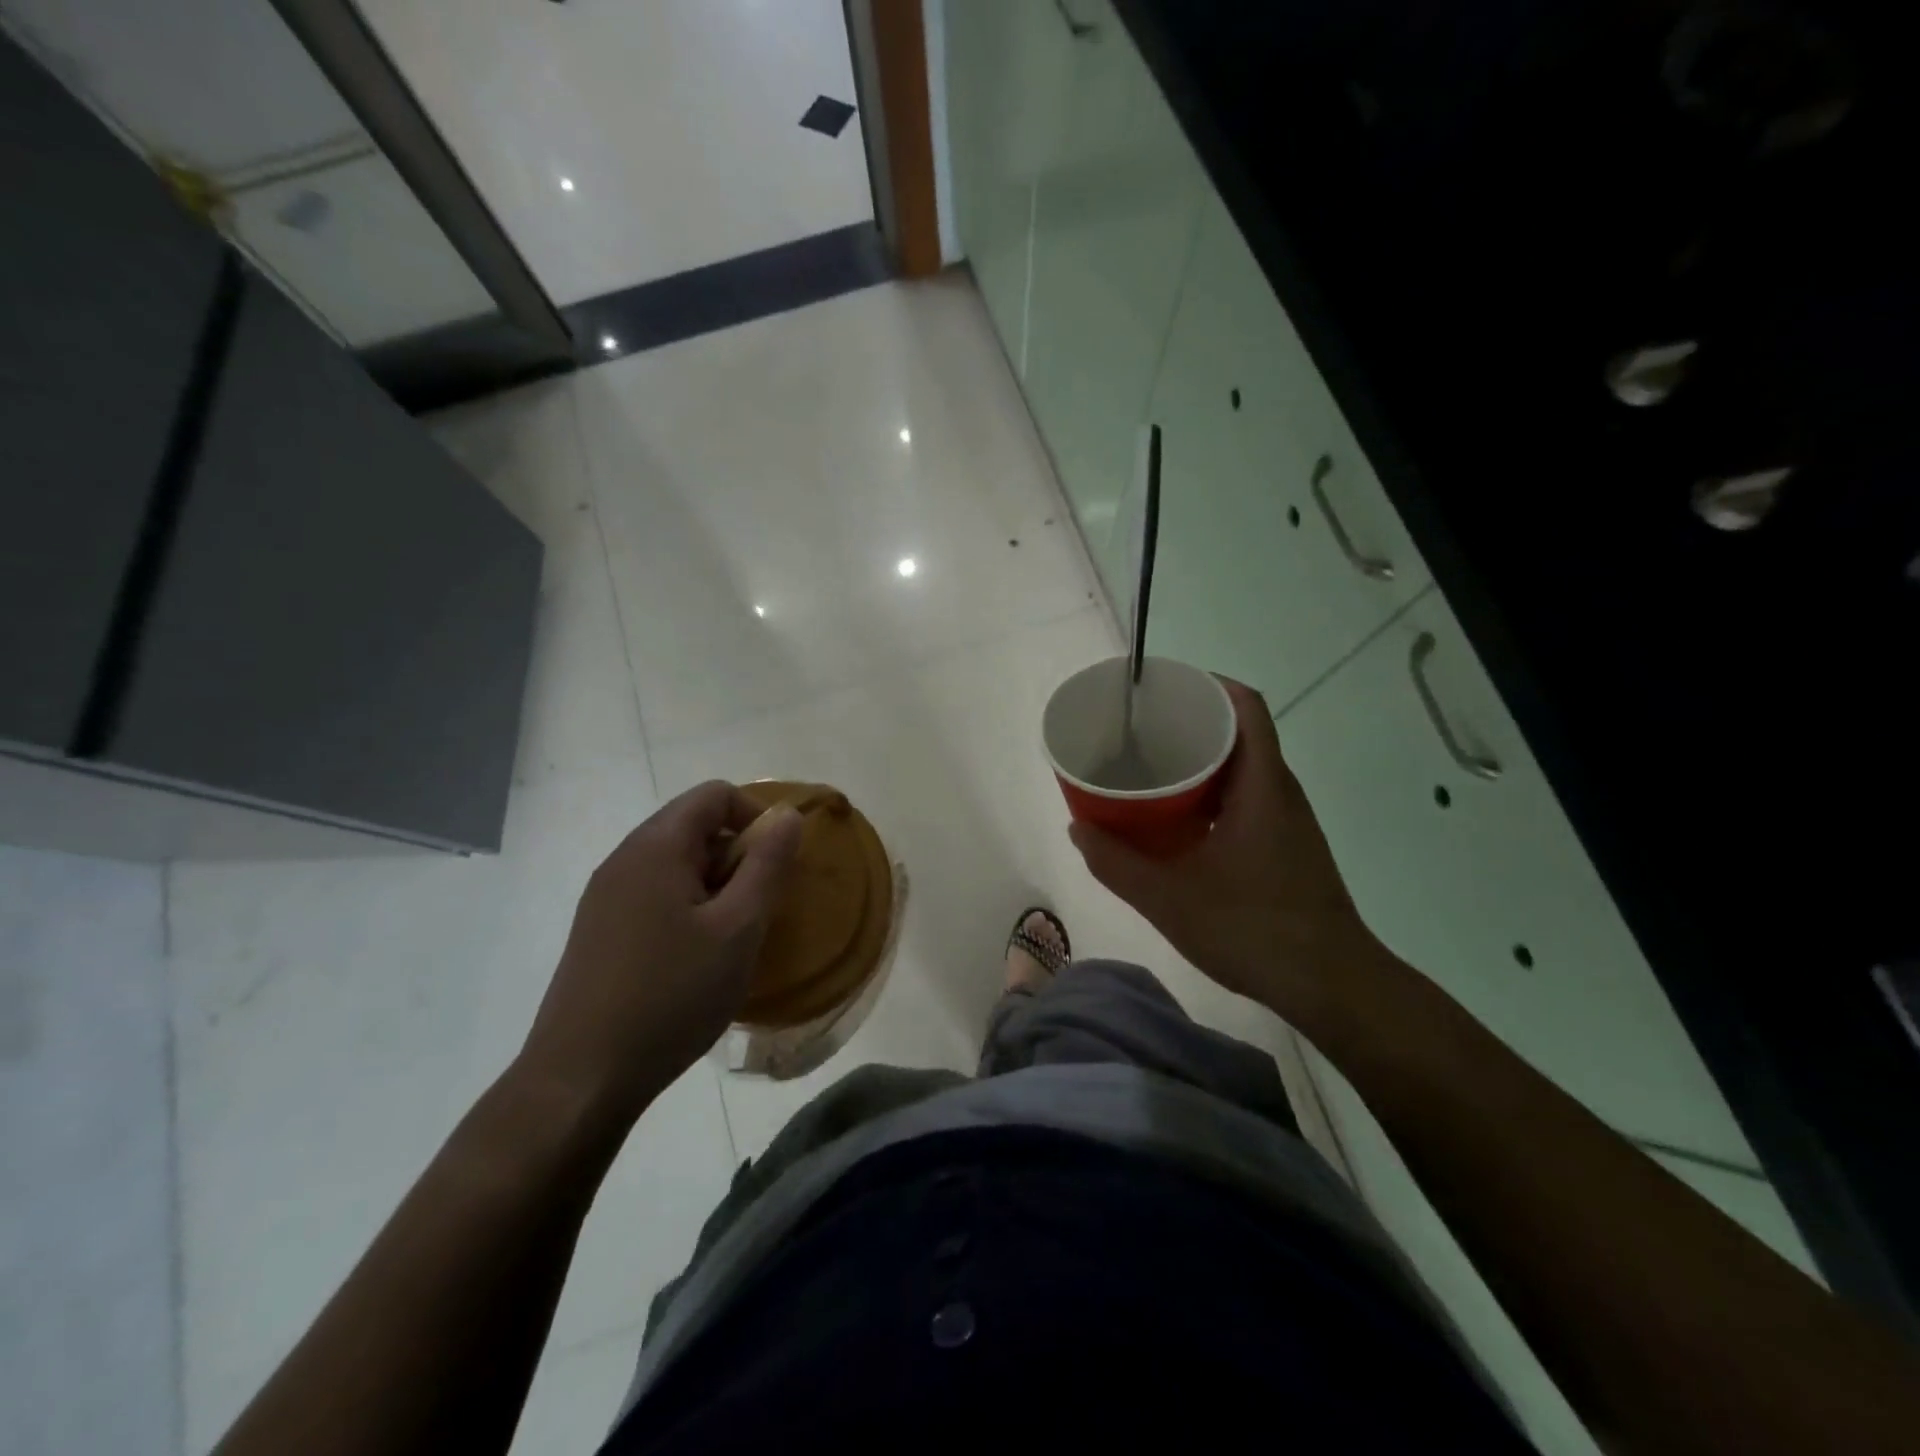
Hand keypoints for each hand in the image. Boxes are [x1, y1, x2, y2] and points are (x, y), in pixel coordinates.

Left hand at [516, 781, 801, 1126]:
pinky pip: (654, 895)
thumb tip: (788, 816)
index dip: (756, 816)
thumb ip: (768, 865)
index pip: (715, 795)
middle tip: (758, 909)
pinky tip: (696, 959)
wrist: (581, 1079)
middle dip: (737, 856)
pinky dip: (688, 908)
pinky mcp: (598, 930)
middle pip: (694, 826)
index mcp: (656, 848)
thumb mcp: (739, 929)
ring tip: (732, 938)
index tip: (776, 865)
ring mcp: (604, 896)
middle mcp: (624, 859)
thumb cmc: (671, 996)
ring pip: (676, 864)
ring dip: (715, 886)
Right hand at [1068, 679, 1394, 1022]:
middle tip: (1142, 731)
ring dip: (1201, 763)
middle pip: (1241, 734)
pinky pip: (1246, 799)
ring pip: (1243, 770)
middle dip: (1192, 723)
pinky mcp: (1287, 847)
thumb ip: (1117, 863)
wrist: (1331, 985)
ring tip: (1151, 770)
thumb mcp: (1169, 899)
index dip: (1209, 685)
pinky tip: (1179, 822)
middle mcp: (1280, 793)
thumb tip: (1077, 827)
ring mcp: (1288, 821)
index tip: (1164, 689)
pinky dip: (1211, 795)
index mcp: (1262, 786)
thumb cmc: (1253, 929)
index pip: (1247, 708)